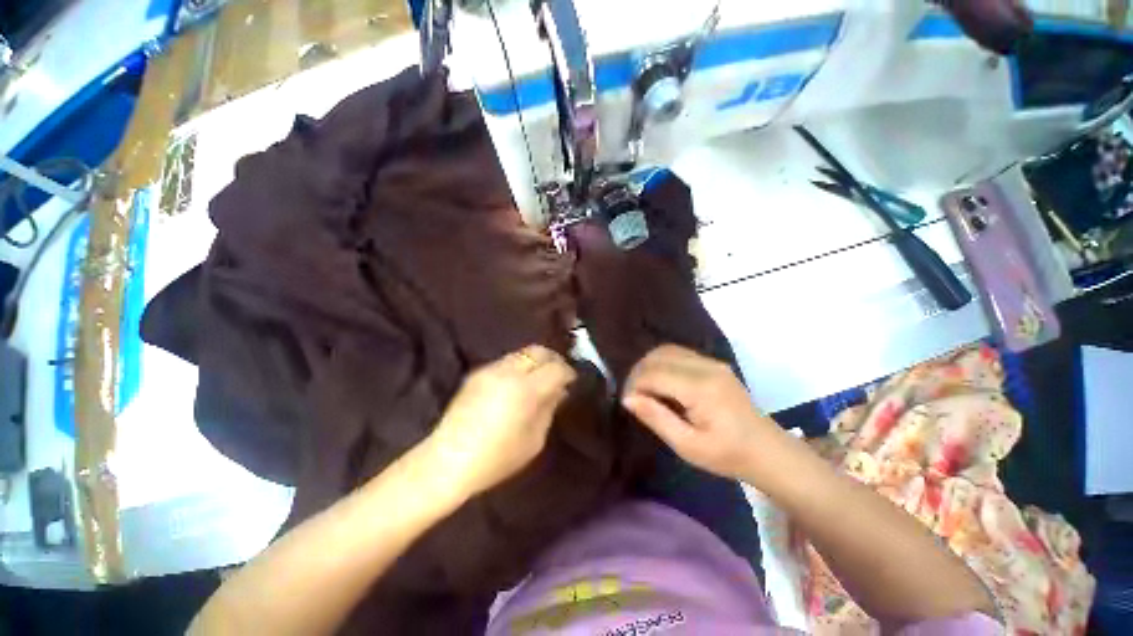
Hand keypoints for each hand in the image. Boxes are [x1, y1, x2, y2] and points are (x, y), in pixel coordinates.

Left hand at [427, 345, 576, 497]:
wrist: (447, 461)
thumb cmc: (497, 458)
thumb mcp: (534, 440)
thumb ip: (549, 408)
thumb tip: (559, 390)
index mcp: (525, 390)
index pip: (556, 368)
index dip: (568, 372)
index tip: (571, 381)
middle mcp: (508, 372)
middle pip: (538, 350)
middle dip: (553, 359)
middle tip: (559, 374)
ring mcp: (490, 369)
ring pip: (522, 353)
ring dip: (535, 361)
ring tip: (538, 378)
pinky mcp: (477, 373)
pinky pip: (506, 361)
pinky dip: (519, 366)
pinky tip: (517, 384)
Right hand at [622, 345, 774, 479]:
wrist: (768, 451)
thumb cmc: (728, 455)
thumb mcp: (687, 446)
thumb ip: (656, 418)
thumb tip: (627, 398)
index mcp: (701, 388)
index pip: (654, 374)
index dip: (634, 385)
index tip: (628, 403)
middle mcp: (706, 367)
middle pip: (657, 356)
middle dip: (638, 373)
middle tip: (634, 397)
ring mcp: (712, 362)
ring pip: (666, 350)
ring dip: (649, 366)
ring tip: (645, 389)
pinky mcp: (714, 363)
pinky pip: (678, 353)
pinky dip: (662, 363)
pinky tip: (661, 382)